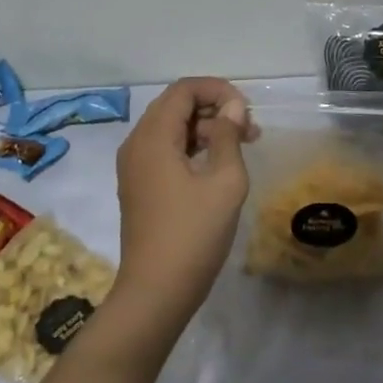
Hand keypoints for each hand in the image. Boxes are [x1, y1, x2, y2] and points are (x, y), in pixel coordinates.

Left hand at [110, 78, 256, 336]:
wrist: (155, 293)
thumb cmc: (193, 234)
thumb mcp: (224, 181)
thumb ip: (228, 136)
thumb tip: (232, 108)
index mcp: (153, 137)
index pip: (184, 90)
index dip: (218, 90)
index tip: (246, 110)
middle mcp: (136, 144)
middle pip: (175, 105)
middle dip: (214, 108)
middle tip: (249, 128)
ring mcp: (134, 167)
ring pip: (170, 128)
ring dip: (205, 128)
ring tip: (242, 145)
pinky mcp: (139, 186)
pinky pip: (164, 150)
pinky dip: (191, 147)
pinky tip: (218, 165)